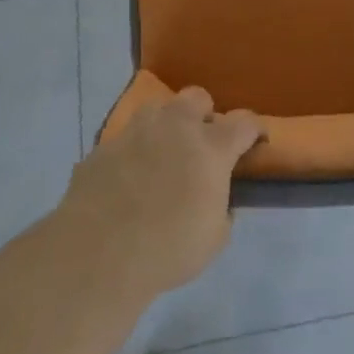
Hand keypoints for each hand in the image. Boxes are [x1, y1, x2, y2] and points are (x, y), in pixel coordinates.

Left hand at [60, 87, 264, 298]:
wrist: (97, 255)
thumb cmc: (168, 249)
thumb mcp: (214, 238)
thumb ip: (221, 209)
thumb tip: (215, 199)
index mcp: (211, 147)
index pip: (244, 122)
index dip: (254, 129)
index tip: (256, 141)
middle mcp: (175, 127)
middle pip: (197, 97)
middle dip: (204, 115)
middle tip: (202, 144)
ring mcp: (135, 132)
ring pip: (157, 109)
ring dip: (166, 125)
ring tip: (162, 153)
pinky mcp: (103, 147)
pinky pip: (124, 139)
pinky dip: (132, 152)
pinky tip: (127, 179)